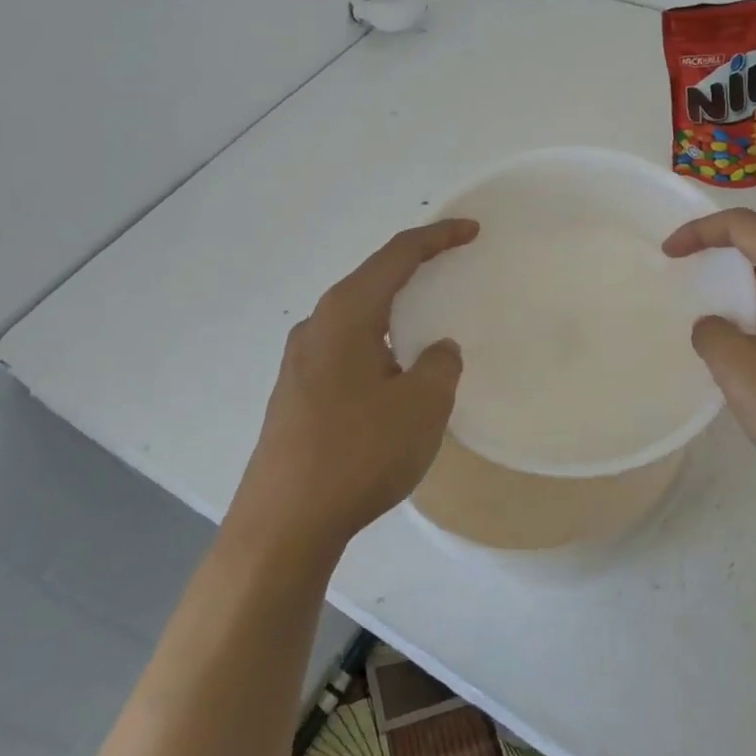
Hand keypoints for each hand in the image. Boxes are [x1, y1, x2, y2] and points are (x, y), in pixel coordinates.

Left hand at [232, 219, 477, 552]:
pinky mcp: (297, 394)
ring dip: (395, 311)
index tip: (471, 230)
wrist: (284, 524)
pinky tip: (395, 372)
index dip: (437, 237)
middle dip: (414, 269)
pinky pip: (347, 349)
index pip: (396, 256)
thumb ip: (441, 365)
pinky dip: (379, 343)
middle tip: (452, 266)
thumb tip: (436, 351)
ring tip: (428, 320)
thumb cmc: (359, 452)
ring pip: (358, 318)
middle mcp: (317, 327)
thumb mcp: (422, 405)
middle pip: (372, 281)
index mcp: (346, 314)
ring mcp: (300, 362)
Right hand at [662, 208, 755, 516]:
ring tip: (719, 298)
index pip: (750, 227)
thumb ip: (713, 334)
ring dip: (752, 272)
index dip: (703, 230)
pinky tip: (754, 337)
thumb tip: (715, 325)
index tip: (670, 253)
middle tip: (693, 263)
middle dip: (729, 242)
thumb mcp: (742, 373)